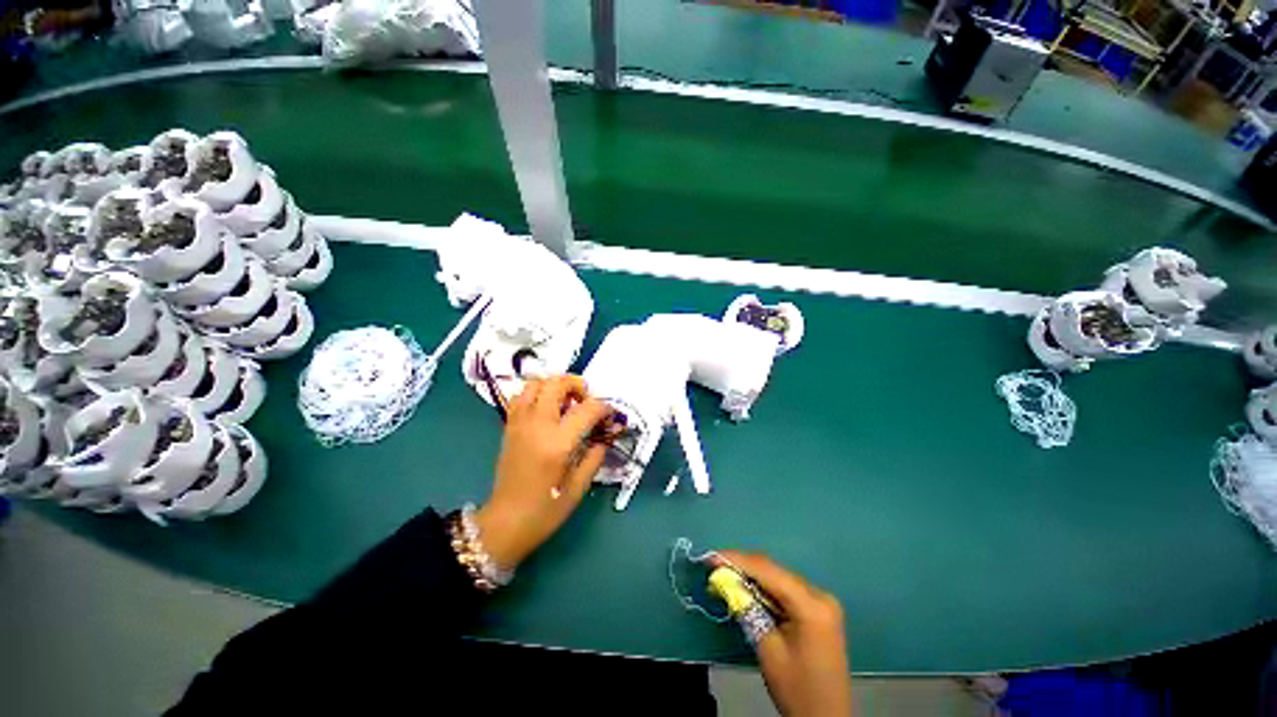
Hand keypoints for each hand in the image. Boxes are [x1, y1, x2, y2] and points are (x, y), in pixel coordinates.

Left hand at [475, 375, 611, 570]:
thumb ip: (596, 454)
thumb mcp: (580, 486)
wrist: (505, 523)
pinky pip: (522, 396)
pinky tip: (547, 408)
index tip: (610, 415)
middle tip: (586, 400)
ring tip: (566, 401)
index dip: (603, 408)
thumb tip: (606, 433)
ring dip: (555, 386)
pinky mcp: (509, 427)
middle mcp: (537, 426)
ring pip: (536, 384)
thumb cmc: (546, 509)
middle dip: (577, 385)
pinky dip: (537, 393)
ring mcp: (519, 423)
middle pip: (556, 384)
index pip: (586, 409)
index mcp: (557, 443)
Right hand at [715, 552, 853, 716]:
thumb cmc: (797, 689)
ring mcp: (821, 600)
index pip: (768, 571)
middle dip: (742, 566)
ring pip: (778, 577)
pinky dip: (764, 587)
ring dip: (751, 575)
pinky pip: (785, 589)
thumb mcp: (767, 649)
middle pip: (774, 571)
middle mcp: (819, 594)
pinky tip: (746, 587)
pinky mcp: (818, 609)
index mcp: (812, 605)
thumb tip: (724, 580)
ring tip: (724, 573)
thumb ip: (747, 608)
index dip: (737, 561)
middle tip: (713, 565)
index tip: (710, 557)